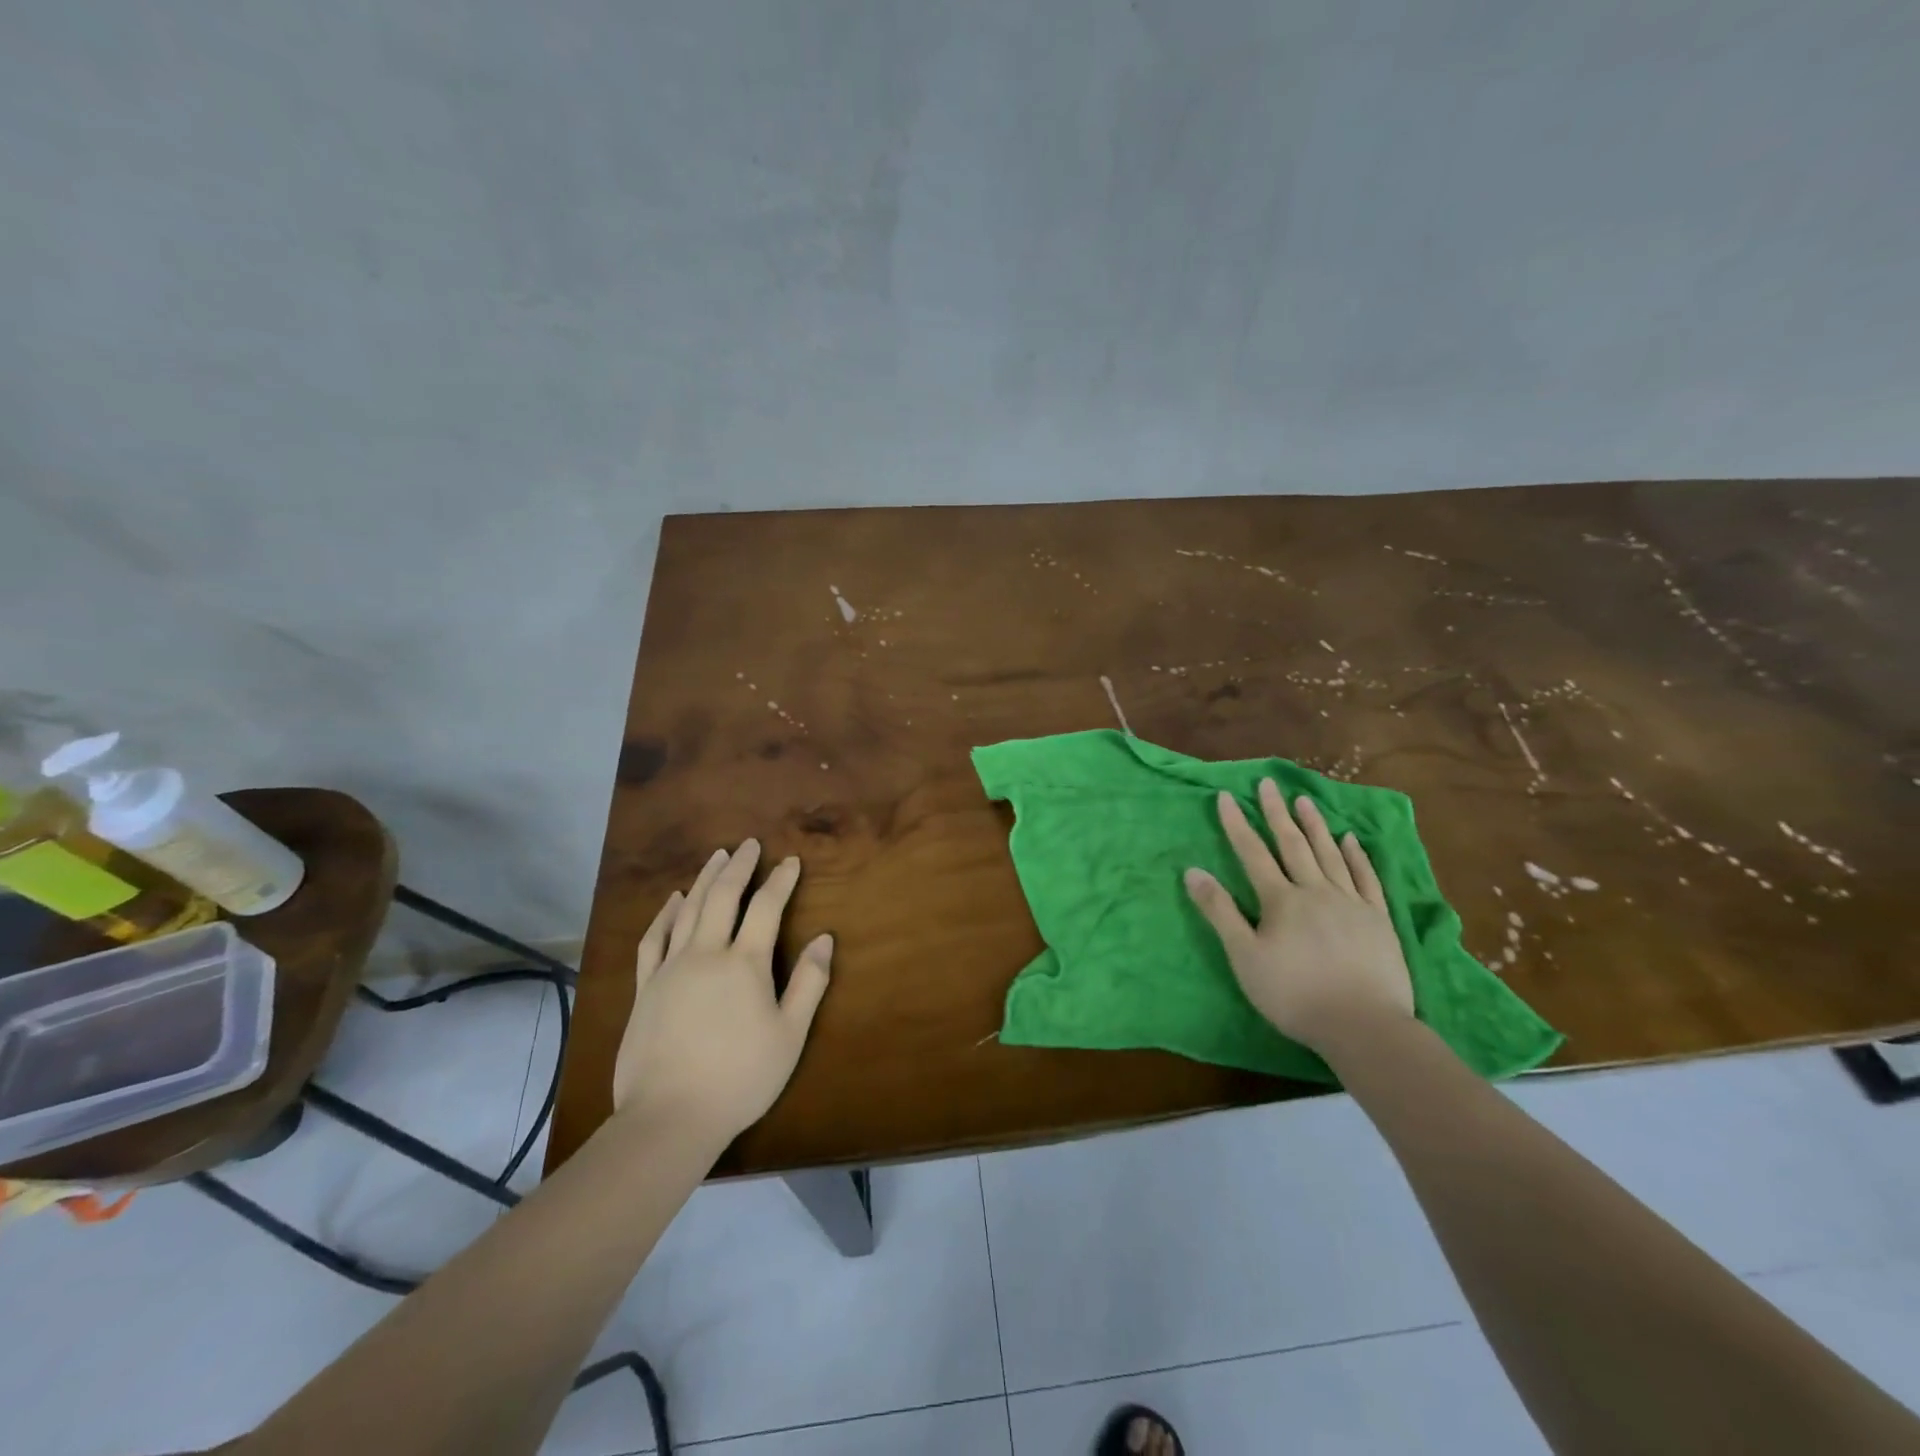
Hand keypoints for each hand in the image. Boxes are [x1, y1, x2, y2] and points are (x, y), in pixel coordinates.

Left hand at [612, 840, 832, 1141]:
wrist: (669, 1116)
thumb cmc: (740, 1078)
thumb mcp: (789, 1035)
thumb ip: (809, 983)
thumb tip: (825, 939)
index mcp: (745, 963)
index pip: (766, 907)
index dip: (781, 880)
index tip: (791, 861)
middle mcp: (707, 953)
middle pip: (724, 896)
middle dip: (740, 866)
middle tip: (749, 844)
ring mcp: (671, 968)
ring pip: (689, 909)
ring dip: (705, 879)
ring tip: (717, 857)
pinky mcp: (645, 986)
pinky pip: (654, 938)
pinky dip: (665, 913)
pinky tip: (674, 899)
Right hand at [1184, 780, 1413, 1055]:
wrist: (1363, 1025)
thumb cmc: (1294, 994)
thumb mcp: (1244, 957)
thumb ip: (1219, 912)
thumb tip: (1193, 871)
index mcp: (1280, 900)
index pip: (1253, 853)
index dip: (1237, 824)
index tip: (1226, 796)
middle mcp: (1315, 891)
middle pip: (1292, 845)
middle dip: (1276, 813)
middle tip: (1268, 784)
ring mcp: (1351, 903)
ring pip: (1329, 854)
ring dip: (1314, 825)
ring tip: (1305, 800)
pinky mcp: (1378, 919)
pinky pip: (1366, 878)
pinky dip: (1357, 856)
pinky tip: (1351, 839)